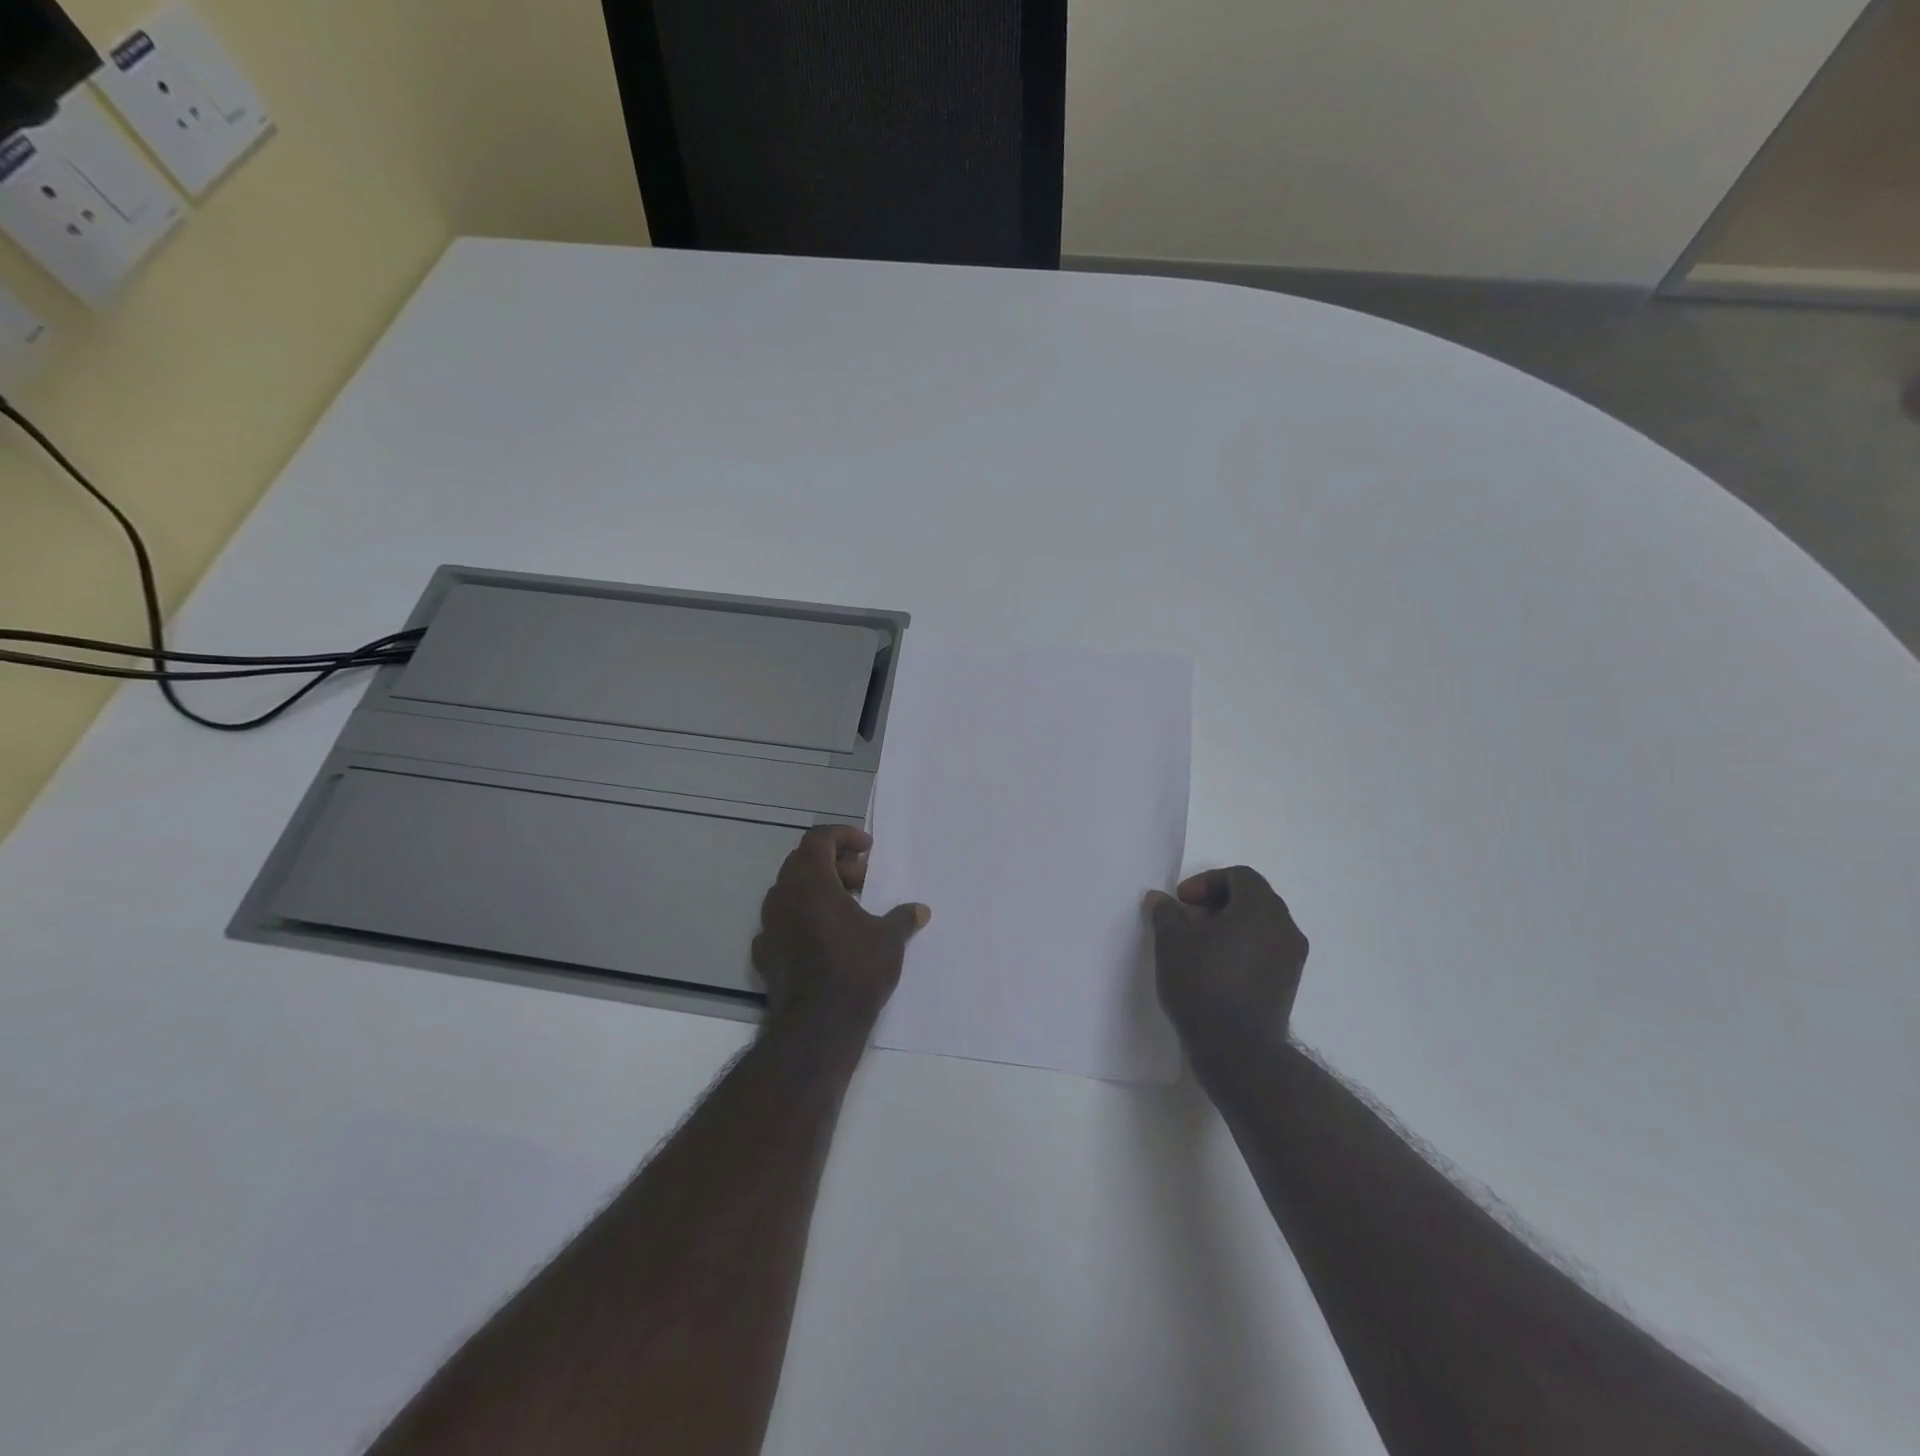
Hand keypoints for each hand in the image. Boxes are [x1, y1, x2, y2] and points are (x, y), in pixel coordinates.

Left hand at [753, 825, 929, 1026]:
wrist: (817, 1025)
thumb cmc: (855, 970)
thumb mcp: (889, 940)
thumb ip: (902, 918)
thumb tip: (920, 910)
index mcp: (811, 881)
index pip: (818, 838)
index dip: (843, 836)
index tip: (867, 848)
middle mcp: (783, 896)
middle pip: (803, 861)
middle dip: (835, 863)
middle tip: (863, 879)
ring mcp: (769, 925)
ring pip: (791, 891)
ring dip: (818, 890)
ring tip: (848, 908)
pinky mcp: (764, 952)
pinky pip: (783, 922)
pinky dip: (804, 919)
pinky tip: (824, 938)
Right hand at [1147, 867, 1308, 1057]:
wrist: (1237, 1049)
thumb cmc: (1202, 984)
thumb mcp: (1170, 942)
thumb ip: (1166, 914)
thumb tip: (1161, 899)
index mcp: (1260, 907)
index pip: (1239, 876)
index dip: (1206, 882)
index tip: (1181, 902)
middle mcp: (1284, 926)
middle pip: (1251, 898)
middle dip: (1216, 903)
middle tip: (1186, 922)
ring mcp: (1292, 957)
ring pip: (1259, 925)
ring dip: (1229, 926)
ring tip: (1197, 947)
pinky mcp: (1289, 983)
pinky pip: (1265, 950)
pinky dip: (1242, 948)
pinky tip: (1215, 969)